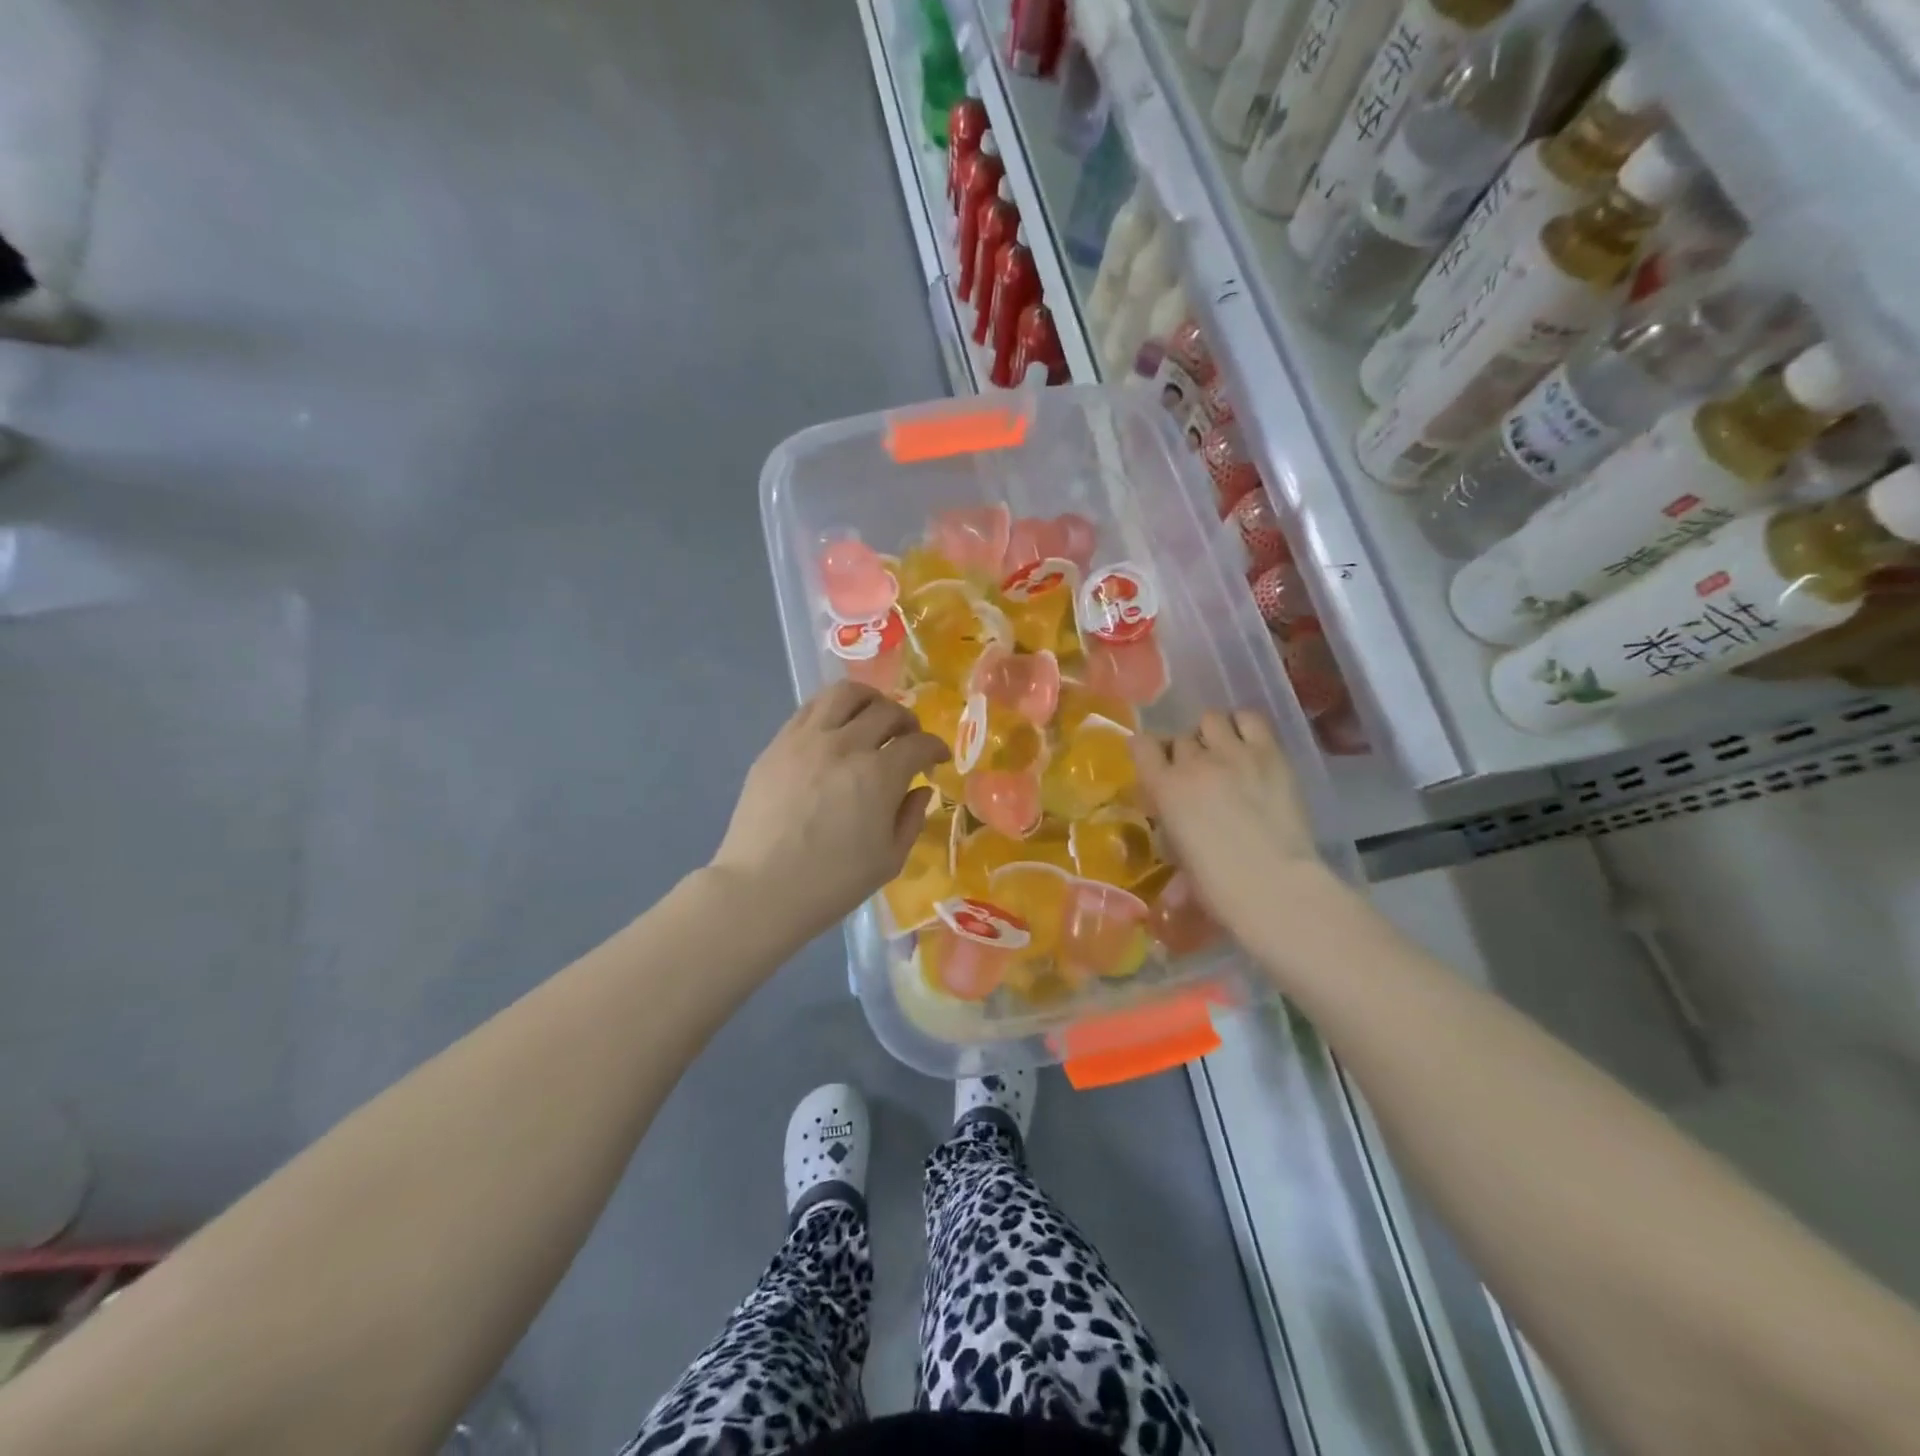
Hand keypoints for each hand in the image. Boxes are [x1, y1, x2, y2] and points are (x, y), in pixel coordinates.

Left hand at [712, 682, 949, 940]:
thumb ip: (911, 819)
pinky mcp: (777, 744)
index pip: (919, 744)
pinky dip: (832, 709)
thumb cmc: (831, 883)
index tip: (937, 758)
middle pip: (886, 711)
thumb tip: (920, 789)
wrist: (760, 890)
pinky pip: (810, 708)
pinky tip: (836, 728)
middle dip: (907, 722)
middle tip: (909, 739)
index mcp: (878, 775)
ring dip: (869, 700)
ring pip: (844, 694)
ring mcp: (806, 739)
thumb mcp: (889, 860)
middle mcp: (845, 745)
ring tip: (873, 716)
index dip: (935, 748)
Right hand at [1132, 710, 1330, 955]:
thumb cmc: (1218, 886)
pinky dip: (1244, 726)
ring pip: (1211, 719)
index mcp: (1164, 788)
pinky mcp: (1269, 752)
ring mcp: (1232, 753)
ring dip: (1212, 734)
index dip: (1147, 751)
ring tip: (1224, 753)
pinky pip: (1250, 718)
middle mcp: (1193, 762)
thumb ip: (1171, 832)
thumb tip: (1173, 832)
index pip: (1142, 745)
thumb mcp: (1179, 858)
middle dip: (1185, 752)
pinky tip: (1249, 745)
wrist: (1274, 885)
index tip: (1155, 764)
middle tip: (1199, 774)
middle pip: (1180, 738)